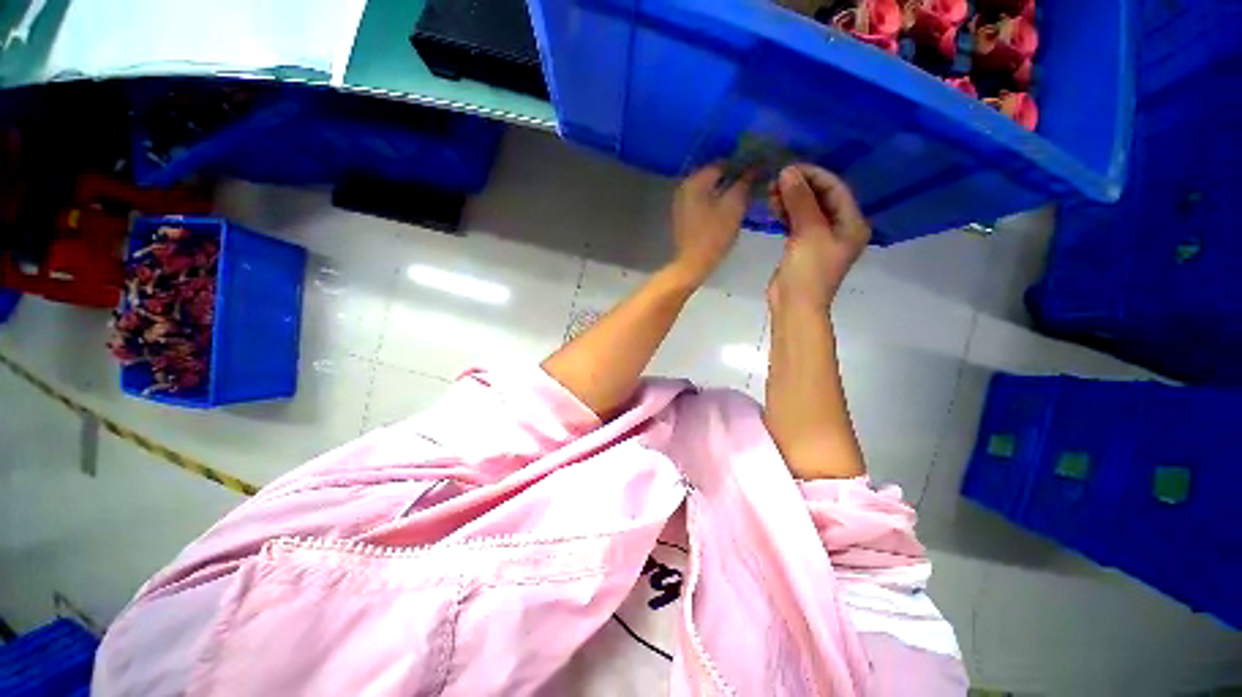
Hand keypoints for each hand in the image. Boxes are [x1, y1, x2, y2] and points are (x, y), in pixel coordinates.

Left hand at [668, 164, 750, 286]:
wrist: (692, 264)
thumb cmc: (714, 234)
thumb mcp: (734, 205)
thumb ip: (745, 181)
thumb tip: (756, 165)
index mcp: (695, 180)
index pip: (723, 162)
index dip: (743, 164)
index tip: (760, 170)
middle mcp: (684, 186)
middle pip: (714, 175)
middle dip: (734, 178)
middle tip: (754, 184)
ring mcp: (681, 202)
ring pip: (708, 189)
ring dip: (725, 190)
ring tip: (744, 197)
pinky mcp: (682, 217)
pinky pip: (702, 201)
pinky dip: (715, 202)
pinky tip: (728, 209)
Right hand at [767, 165, 869, 309]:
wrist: (795, 305)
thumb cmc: (808, 270)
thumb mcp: (808, 232)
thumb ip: (800, 200)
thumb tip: (788, 172)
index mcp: (852, 223)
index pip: (835, 188)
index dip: (813, 175)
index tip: (788, 169)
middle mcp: (840, 227)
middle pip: (821, 197)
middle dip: (799, 186)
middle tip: (776, 181)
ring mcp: (821, 237)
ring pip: (807, 209)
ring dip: (790, 198)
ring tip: (771, 191)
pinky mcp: (803, 246)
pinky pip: (797, 222)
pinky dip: (786, 213)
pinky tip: (773, 206)